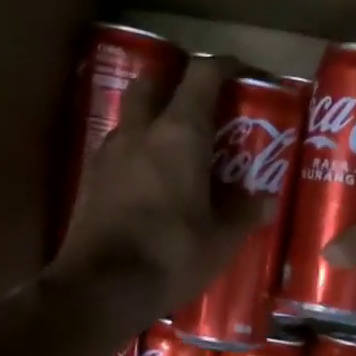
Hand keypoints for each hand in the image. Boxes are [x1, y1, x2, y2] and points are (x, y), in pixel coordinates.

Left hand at [48, 53, 273, 331]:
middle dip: (176, 80)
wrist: (100, 288)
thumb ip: (243, 214)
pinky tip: (147, 179)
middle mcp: (139, 132)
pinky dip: (135, 151)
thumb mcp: (220, 241)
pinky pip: (116, 149)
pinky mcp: (89, 180)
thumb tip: (266, 201)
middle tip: (198, 102)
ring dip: (151, 117)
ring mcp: (108, 153)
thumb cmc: (170, 257)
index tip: (242, 73)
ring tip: (173, 144)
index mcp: (179, 134)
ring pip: (131, 116)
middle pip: (154, 81)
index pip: (203, 76)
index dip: (225, 67)